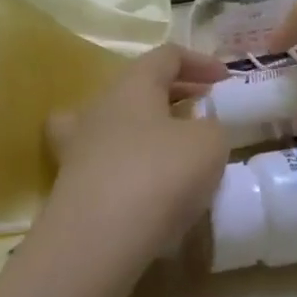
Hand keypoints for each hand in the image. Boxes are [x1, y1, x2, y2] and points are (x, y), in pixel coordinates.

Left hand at [39, 45, 231, 275]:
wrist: (97, 240)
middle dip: (175, 92)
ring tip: (171, 145)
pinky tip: (146, 185)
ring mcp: (79, 147)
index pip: (166, 55)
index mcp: (133, 84)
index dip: (199, 61)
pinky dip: (127, 165)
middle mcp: (99, 107)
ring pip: (114, 122)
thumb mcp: (210, 143)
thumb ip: (212, 127)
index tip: (225, 79)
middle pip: (138, 86)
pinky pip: (105, 162)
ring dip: (145, 126)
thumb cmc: (160, 174)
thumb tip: (198, 131)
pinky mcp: (71, 186)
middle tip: (204, 107)